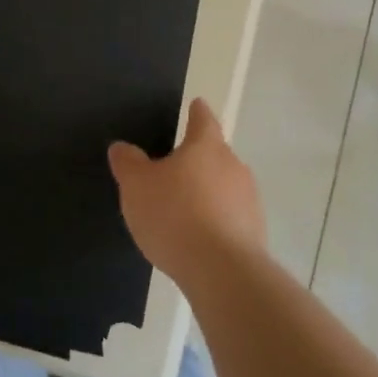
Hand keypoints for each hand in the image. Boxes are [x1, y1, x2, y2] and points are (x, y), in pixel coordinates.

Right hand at [108, 98, 264, 282]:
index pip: (203, 120)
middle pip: (215, 154)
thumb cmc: (175, 215)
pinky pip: (230, 217)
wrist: (222, 272)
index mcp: (206, 146)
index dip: (197, 112)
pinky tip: (197, 238)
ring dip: (208, 192)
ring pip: (225, 186)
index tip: (196, 104)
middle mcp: (233, 166)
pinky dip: (215, 220)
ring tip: (184, 209)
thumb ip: (128, 163)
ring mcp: (249, 201)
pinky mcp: (255, 233)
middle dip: (198, 159)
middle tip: (176, 168)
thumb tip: (122, 147)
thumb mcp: (137, 186)